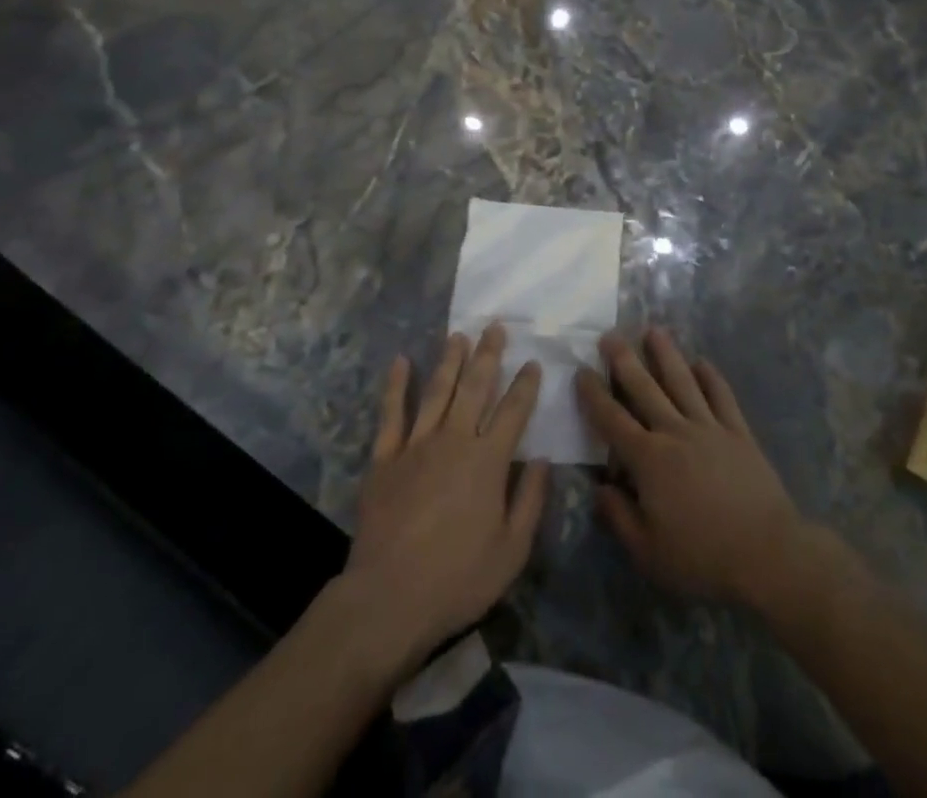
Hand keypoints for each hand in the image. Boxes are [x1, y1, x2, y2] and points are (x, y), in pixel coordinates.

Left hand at [347, 325, 548, 663]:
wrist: (388, 599)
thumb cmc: (458, 579)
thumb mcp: (512, 550)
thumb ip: (530, 500)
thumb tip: (542, 460)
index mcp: (488, 460)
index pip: (514, 411)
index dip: (525, 384)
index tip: (533, 362)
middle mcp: (454, 440)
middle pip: (475, 387)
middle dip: (487, 355)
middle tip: (494, 327)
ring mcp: (416, 445)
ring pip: (437, 391)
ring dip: (449, 360)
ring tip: (458, 335)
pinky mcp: (384, 458)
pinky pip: (391, 413)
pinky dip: (396, 385)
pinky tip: (401, 361)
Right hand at [576, 328, 807, 607]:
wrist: (767, 553)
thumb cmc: (702, 558)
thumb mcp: (648, 553)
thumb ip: (619, 517)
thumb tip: (600, 487)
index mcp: (649, 460)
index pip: (612, 420)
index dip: (594, 395)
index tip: (581, 371)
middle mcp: (675, 432)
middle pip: (645, 389)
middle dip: (624, 360)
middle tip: (610, 334)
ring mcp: (710, 428)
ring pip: (683, 382)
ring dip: (666, 355)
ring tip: (654, 331)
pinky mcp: (738, 432)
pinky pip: (722, 396)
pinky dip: (711, 377)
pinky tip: (703, 362)